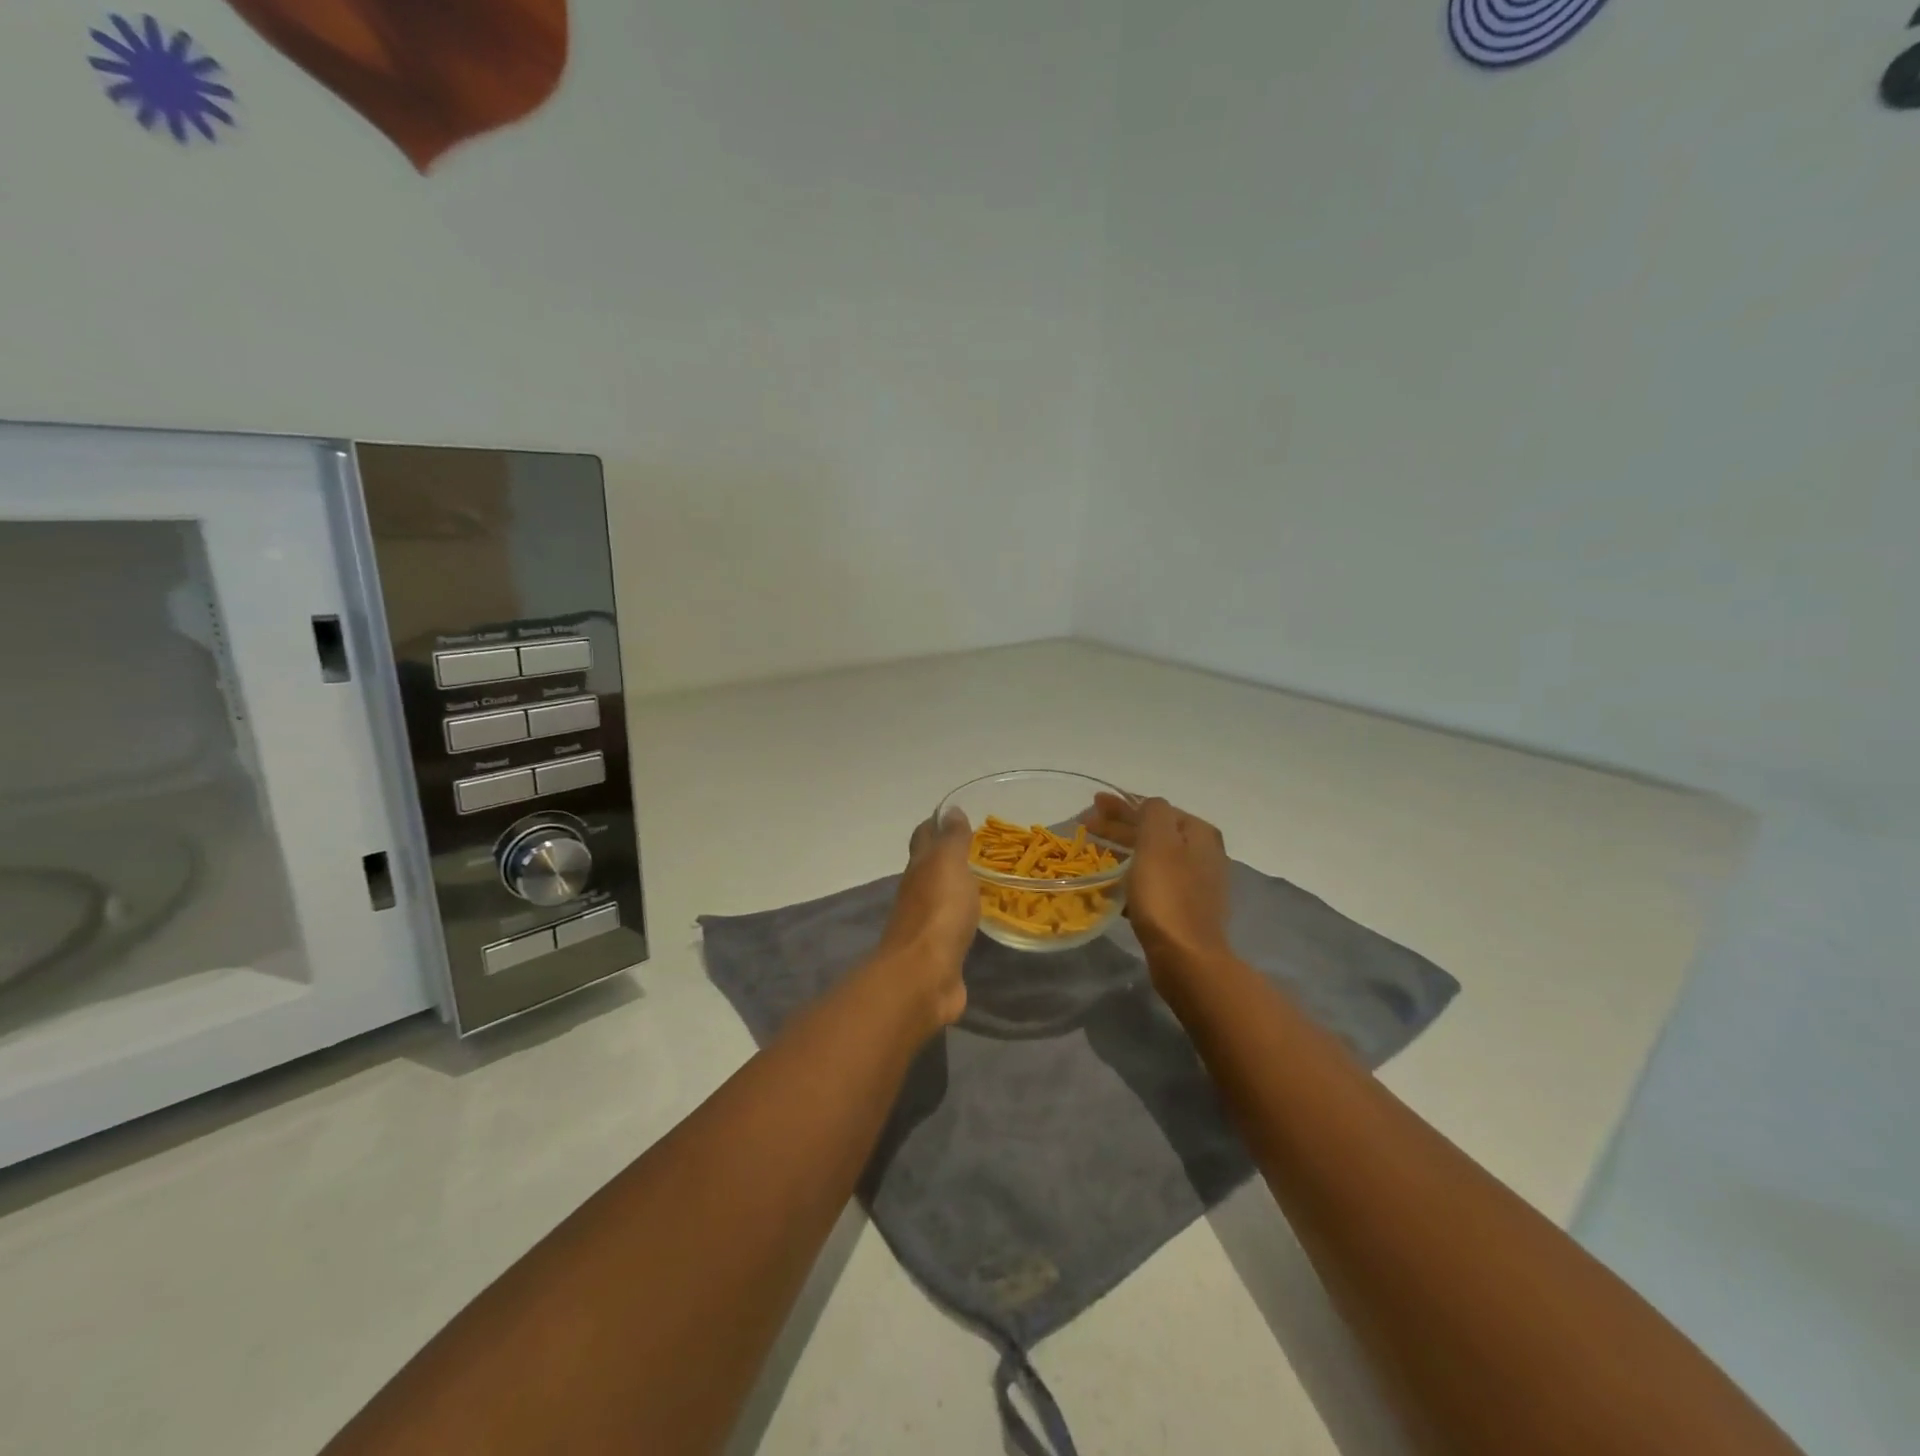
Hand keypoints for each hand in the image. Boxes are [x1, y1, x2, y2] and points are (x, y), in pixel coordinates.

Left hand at [877, 808, 977, 1027]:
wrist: (924, 976)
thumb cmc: (939, 912)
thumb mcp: (948, 865)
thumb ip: (951, 839)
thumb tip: (949, 810)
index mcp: (919, 869)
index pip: (924, 838)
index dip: (936, 825)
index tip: (955, 816)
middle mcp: (917, 894)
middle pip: (929, 868)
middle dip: (947, 857)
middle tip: (978, 849)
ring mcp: (926, 926)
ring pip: (940, 899)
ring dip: (955, 889)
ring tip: (985, 882)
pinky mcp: (939, 954)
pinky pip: (952, 928)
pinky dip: (962, 919)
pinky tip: (978, 920)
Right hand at [1084, 794, 1230, 966]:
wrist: (1186, 958)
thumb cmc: (1167, 894)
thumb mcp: (1158, 841)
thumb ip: (1153, 812)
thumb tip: (1148, 805)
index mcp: (1198, 833)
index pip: (1154, 808)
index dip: (1121, 805)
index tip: (1092, 806)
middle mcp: (1203, 854)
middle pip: (1154, 831)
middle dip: (1119, 826)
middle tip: (1086, 827)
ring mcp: (1196, 883)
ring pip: (1152, 857)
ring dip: (1123, 852)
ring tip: (1095, 853)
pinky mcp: (1185, 909)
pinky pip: (1153, 883)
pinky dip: (1132, 878)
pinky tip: (1111, 885)